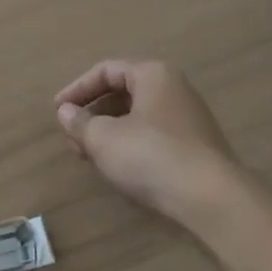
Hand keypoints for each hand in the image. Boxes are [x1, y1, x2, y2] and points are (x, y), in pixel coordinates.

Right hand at [55, 59, 242, 228]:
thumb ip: (80, 123)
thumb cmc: (152, 156)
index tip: (58, 111)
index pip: (106, 70)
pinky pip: (154, 135)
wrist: (213, 200)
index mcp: (153, 74)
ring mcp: (189, 118)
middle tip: (73, 137)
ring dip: (109, 132)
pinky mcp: (197, 147)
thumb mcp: (104, 139)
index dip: (77, 89)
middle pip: (123, 92)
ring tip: (90, 155)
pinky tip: (119, 168)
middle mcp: (174, 88)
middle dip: (93, 113)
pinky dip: (130, 145)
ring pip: (138, 116)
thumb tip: (66, 112)